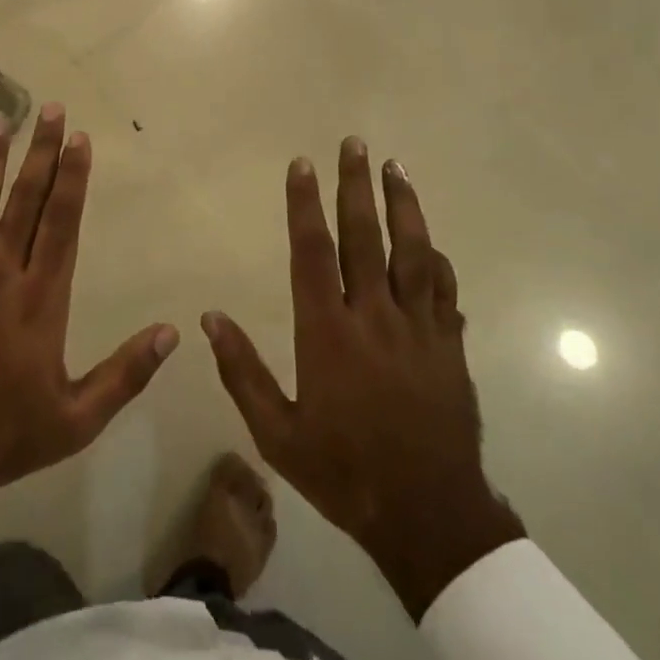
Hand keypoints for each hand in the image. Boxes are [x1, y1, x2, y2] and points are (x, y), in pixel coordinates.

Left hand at [0, 106, 178, 521]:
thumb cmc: (4, 435)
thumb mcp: (77, 419)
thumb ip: (126, 374)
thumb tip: (173, 332)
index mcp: (41, 299)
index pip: (62, 224)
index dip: (73, 178)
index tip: (80, 138)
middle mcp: (1, 275)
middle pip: (24, 202)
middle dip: (41, 152)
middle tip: (50, 108)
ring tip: (1, 120)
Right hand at [202, 137, 525, 619]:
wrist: (428, 517)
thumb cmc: (344, 472)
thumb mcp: (277, 434)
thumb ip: (242, 372)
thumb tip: (210, 318)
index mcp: (328, 332)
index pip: (313, 251)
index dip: (305, 204)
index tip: (302, 164)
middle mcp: (374, 317)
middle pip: (365, 236)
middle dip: (356, 185)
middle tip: (354, 143)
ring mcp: (419, 328)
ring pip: (412, 252)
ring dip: (403, 205)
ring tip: (395, 167)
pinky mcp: (450, 346)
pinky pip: (444, 291)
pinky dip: (436, 261)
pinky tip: (431, 242)